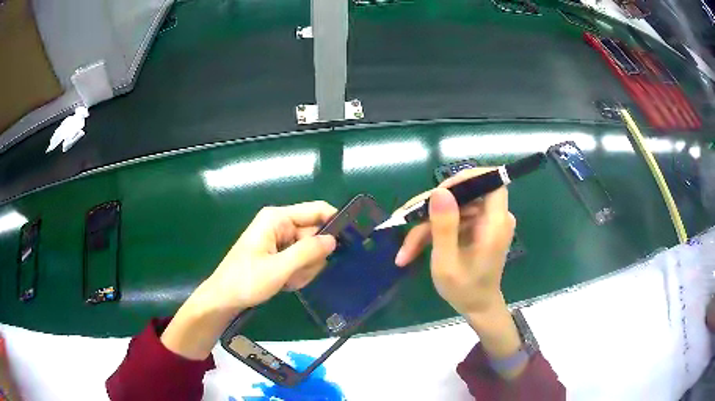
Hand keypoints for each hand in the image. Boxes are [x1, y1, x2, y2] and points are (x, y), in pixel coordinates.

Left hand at [204, 201, 337, 312]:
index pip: (316, 210)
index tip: (350, 242)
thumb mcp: (279, 268)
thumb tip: (334, 240)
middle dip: (312, 258)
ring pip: (310, 251)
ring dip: (304, 269)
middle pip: (315, 235)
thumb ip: (307, 252)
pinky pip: (301, 261)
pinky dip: (297, 274)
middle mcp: (280, 225)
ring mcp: (280, 240)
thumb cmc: (246, 281)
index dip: (335, 222)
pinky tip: (284, 283)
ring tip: (287, 280)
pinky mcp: (279, 254)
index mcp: (277, 218)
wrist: (223, 300)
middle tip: (298, 274)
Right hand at [394, 168, 525, 378]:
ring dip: (425, 225)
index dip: (466, 178)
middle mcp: (494, 217)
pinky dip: (432, 232)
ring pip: (452, 208)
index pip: (492, 181)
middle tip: (403, 220)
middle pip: (463, 194)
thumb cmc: (464, 290)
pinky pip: (452, 219)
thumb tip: (439, 191)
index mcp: (495, 224)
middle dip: (431, 208)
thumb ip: (444, 227)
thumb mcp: (447, 263)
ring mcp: (484, 222)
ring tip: (405, 250)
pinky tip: (412, 250)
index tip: (438, 192)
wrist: (477, 307)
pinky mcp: (476, 227)